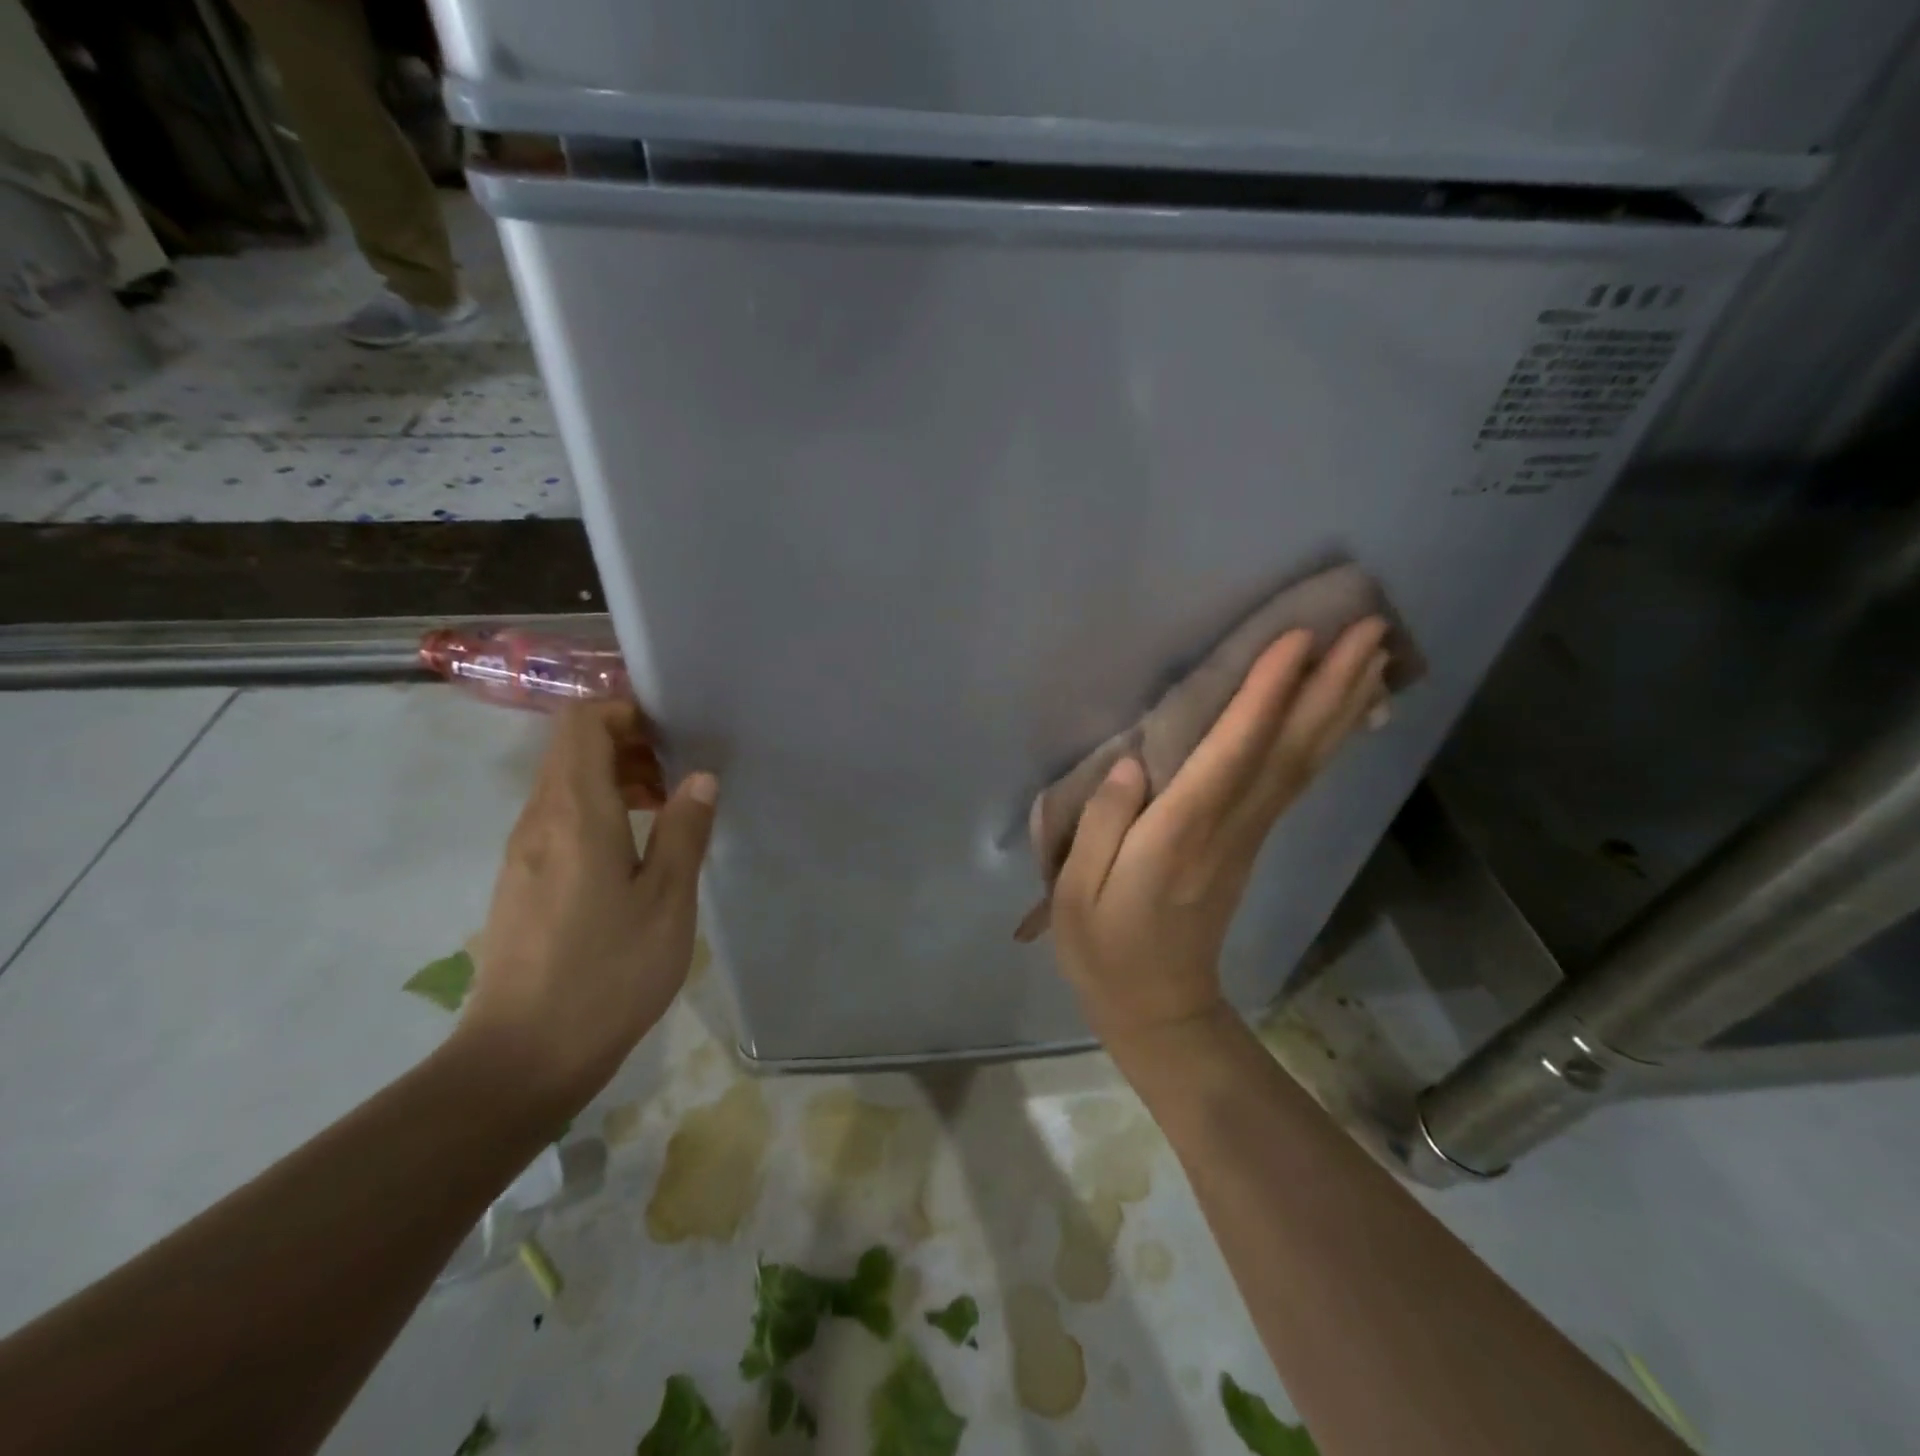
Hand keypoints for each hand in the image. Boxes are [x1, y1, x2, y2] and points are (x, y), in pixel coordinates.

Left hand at [458, 702, 717, 1117]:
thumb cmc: (607, 973)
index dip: (625, 711)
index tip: (673, 732)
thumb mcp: (666, 901)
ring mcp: (522, 852)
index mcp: (574, 813)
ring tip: (667, 812)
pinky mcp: (520, 881)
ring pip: (566, 784)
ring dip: (615, 780)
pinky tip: (634, 853)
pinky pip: (559, 819)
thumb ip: (683, 831)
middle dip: (628, 744)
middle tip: (680, 776)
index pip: (582, 723)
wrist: (522, 1057)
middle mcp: (538, 820)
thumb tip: (699, 778)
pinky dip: (598, 812)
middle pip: (572, 748)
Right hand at [1051, 619, 1389, 1050]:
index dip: (1264, 696)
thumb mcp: (1076, 893)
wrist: (1158, 1007)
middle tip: (1370, 627)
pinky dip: (1328, 741)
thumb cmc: (1104, 947)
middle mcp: (1227, 828)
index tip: (1297, 639)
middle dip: (1328, 687)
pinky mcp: (1252, 842)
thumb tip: (1131, 764)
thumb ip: (1101, 825)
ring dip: (1341, 706)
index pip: (1230, 755)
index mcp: (1178, 835)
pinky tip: (1350, 713)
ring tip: (1376, 653)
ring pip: (1304, 762)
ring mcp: (1248, 836)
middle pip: (1288, 751)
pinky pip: (1298, 782)